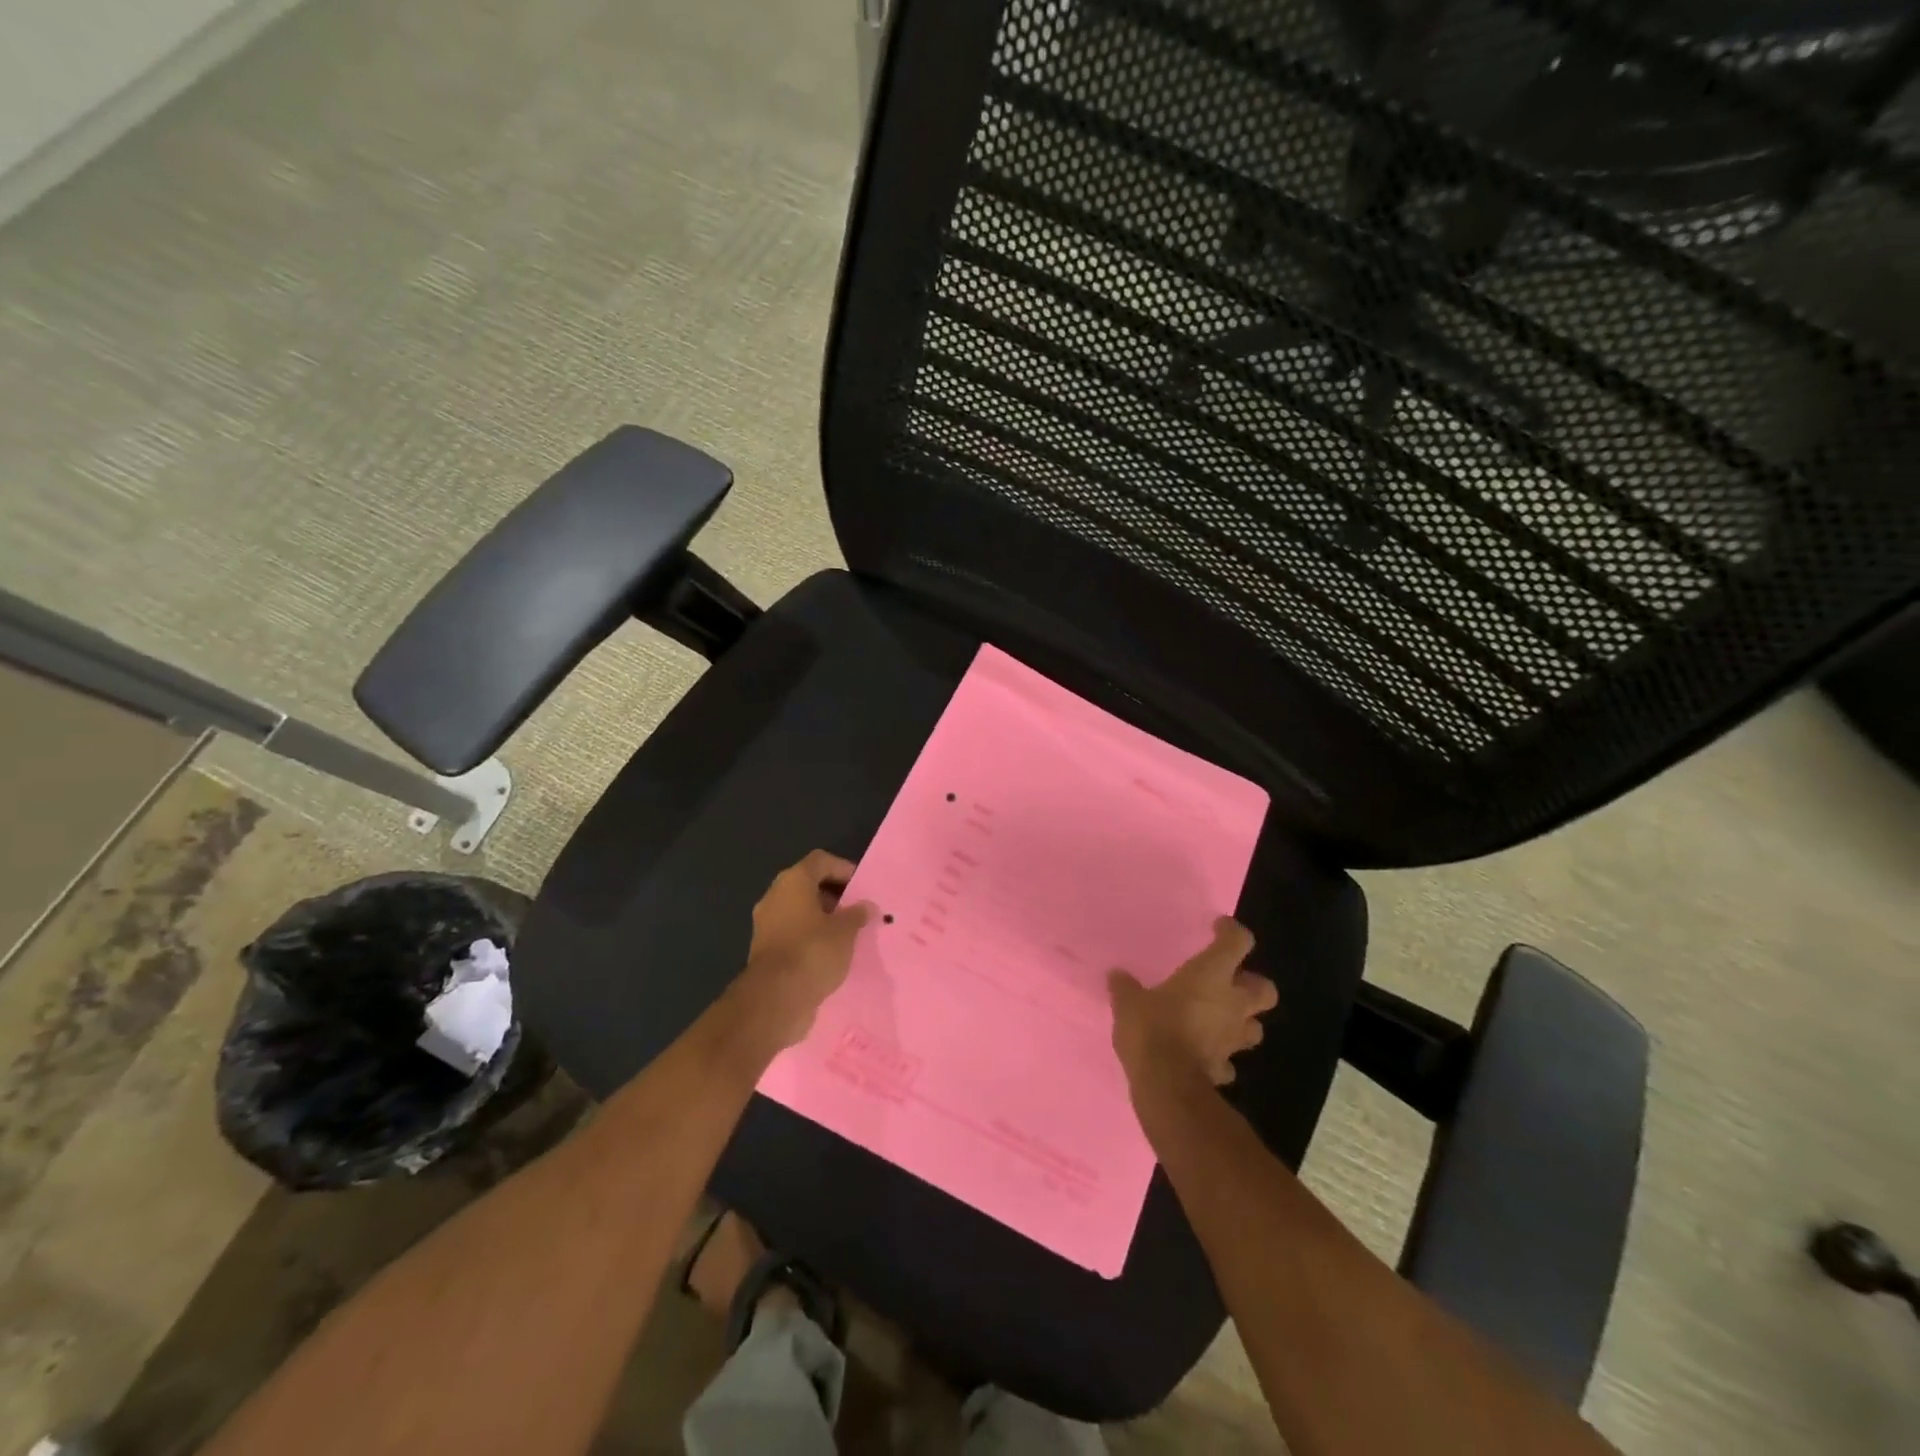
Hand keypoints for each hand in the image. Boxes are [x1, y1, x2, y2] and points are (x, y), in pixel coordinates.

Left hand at [734, 851, 873, 1051]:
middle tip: (858, 910)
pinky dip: (811, 938)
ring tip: (849, 934)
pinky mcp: (766, 950)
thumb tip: (867, 906)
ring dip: (823, 919)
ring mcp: (767, 924)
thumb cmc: (813, 952)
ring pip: (800, 911)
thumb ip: (858, 914)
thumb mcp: (845, 931)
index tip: (862, 886)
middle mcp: (775, 897)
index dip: (843, 868)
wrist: (774, 999)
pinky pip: (794, 934)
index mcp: (793, 882)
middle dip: (834, 896)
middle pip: (808, 885)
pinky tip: (831, 954)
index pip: (820, 861)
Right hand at [1109, 917, 1277, 1085]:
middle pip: (1265, 989)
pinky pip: (1229, 1060)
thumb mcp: (1129, 1002)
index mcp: (1211, 975)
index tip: (1218, 928)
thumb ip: (1126, 987)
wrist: (1167, 1084)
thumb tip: (1116, 976)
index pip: (1238, 942)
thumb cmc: (1152, 1029)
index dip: (1232, 932)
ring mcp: (1232, 1039)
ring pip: (1255, 1027)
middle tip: (1229, 982)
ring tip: (1220, 1019)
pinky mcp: (1224, 1068)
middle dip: (1252, 984)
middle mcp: (1232, 1004)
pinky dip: (1221, 1056)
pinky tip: (1204, 1055)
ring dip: (1242, 1022)